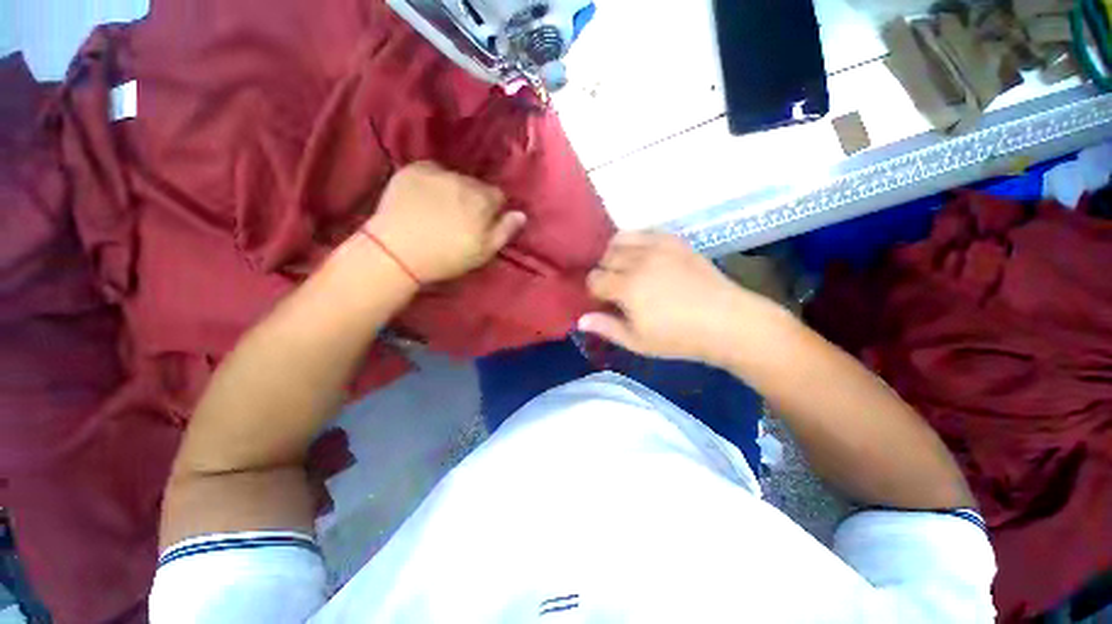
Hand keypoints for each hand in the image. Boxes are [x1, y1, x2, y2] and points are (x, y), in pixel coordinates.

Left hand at [363, 162, 525, 282]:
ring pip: (453, 177)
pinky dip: (431, 182)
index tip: (482, 223)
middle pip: (475, 185)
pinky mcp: (412, 170)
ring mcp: (435, 172)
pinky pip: (430, 171)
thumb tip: (521, 214)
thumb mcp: (483, 252)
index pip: (497, 196)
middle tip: (459, 218)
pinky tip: (422, 199)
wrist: (397, 252)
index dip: (492, 210)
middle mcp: (462, 180)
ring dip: (452, 189)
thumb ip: (505, 230)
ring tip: (439, 209)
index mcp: (482, 200)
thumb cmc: (447, 257)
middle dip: (473, 198)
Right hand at [579, 232, 775, 365]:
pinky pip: (645, 231)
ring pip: (621, 238)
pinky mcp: (675, 241)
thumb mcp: (638, 341)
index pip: (595, 279)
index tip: (605, 302)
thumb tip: (579, 319)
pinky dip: (637, 241)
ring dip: (617, 253)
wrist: (726, 322)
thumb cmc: (679, 338)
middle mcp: (639, 261)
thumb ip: (606, 328)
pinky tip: (644, 255)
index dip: (595, 291)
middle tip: (617, 288)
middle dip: (605, 272)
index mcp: (627, 287)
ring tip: (627, 268)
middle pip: (605, 257)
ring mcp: (658, 247)